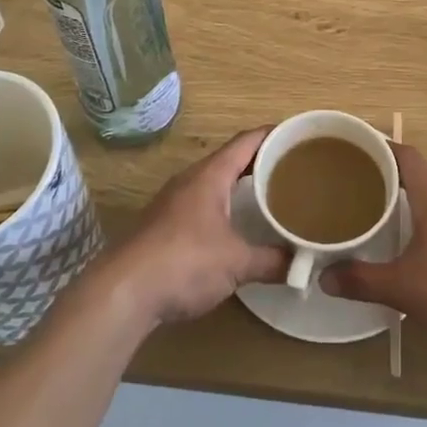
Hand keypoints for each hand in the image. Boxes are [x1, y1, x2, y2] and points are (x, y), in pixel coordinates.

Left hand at [103, 127, 287, 325]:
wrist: (123, 292)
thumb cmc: (185, 262)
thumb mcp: (236, 263)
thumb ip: (271, 261)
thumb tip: (302, 265)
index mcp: (210, 175)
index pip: (246, 141)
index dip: (272, 135)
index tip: (298, 137)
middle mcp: (190, 180)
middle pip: (231, 159)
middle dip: (260, 161)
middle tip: (292, 170)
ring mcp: (173, 202)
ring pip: (214, 182)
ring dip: (240, 185)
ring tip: (269, 196)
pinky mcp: (163, 225)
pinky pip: (202, 203)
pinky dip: (224, 206)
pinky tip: (235, 227)